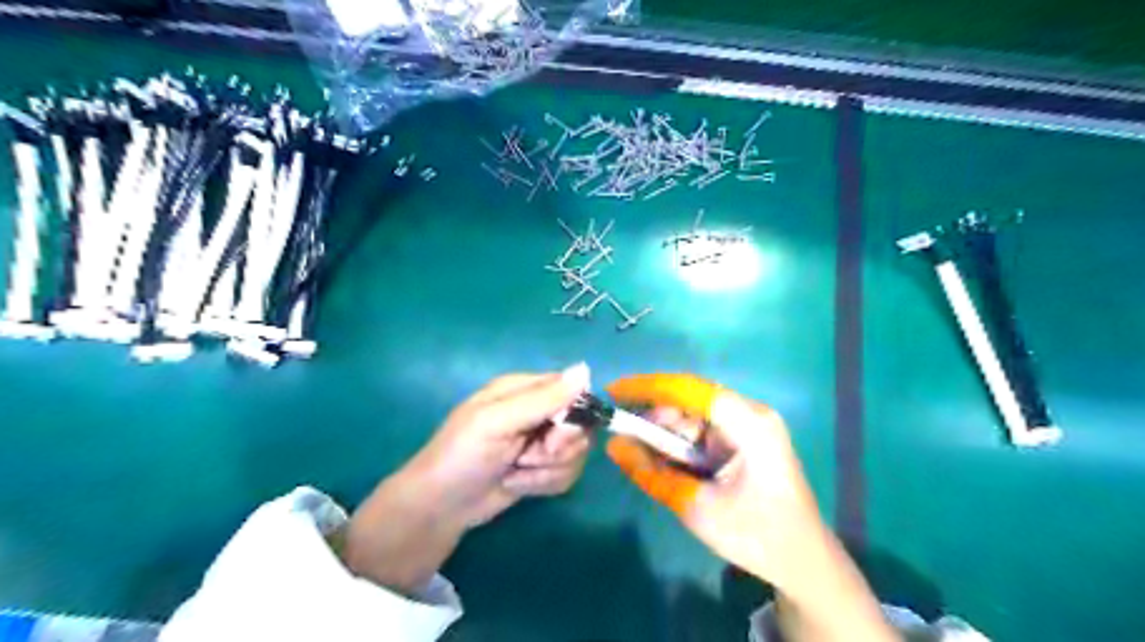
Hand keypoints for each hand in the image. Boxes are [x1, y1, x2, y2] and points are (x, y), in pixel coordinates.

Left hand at [408, 362, 594, 529]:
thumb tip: (585, 370)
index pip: (572, 389)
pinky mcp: (542, 468)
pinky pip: (567, 473)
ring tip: (515, 473)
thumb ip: (543, 399)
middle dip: (558, 449)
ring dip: (547, 470)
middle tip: (527, 457)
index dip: (573, 414)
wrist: (441, 507)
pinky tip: (517, 484)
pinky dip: (544, 484)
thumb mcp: (498, 421)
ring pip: (576, 453)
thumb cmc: (463, 455)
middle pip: (579, 424)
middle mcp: (537, 411)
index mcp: (523, 389)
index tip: (555, 435)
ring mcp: (541, 441)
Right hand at [604, 373, 827, 594]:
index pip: (690, 390)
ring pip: (693, 416)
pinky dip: (679, 444)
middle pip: (690, 402)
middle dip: (655, 417)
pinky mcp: (744, 440)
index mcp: (748, 424)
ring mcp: (749, 426)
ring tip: (641, 454)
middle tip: (622, 437)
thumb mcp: (696, 507)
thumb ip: (652, 473)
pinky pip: (702, 431)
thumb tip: (613, 446)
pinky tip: (663, 459)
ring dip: (665, 433)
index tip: (612, 391)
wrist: (803, 563)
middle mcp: (750, 414)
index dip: (648, 386)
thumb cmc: (755, 536)